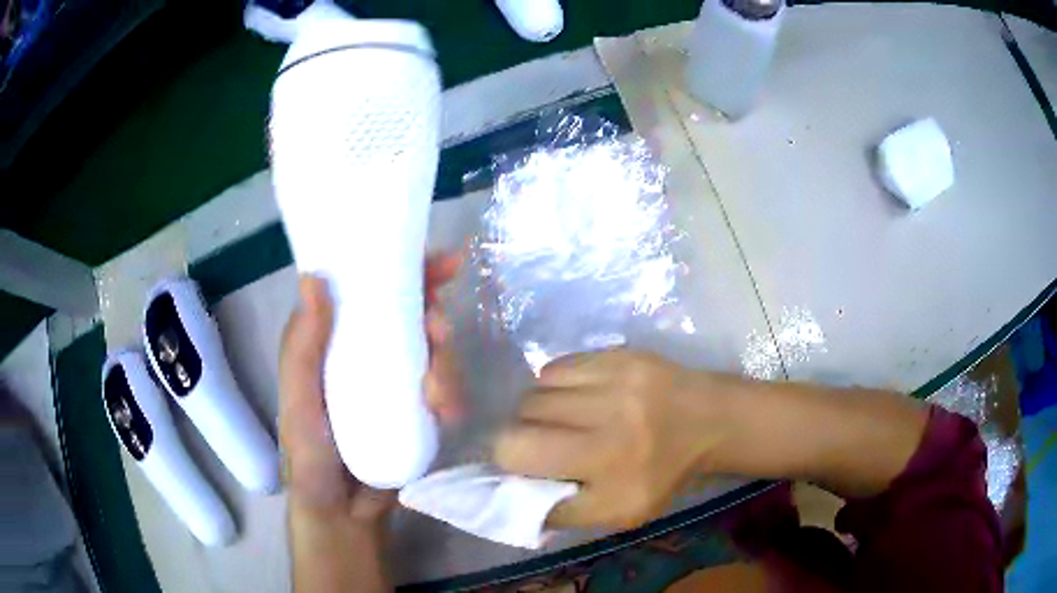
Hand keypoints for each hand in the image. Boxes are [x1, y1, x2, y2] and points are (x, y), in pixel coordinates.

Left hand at [280, 253, 462, 591]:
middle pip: (410, 314)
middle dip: (433, 317)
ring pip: (434, 350)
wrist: (345, 513)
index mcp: (332, 340)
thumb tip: (316, 278)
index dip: (403, 269)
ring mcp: (396, 380)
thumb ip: (302, 349)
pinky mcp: (417, 408)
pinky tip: (448, 414)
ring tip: (439, 399)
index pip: (366, 289)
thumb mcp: (298, 403)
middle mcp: (365, 351)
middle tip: (440, 334)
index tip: (443, 263)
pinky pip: (445, 386)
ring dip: (446, 364)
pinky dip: (453, 393)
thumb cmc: (310, 457)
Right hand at [494, 349, 732, 529]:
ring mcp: (614, 378)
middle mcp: (608, 417)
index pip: (519, 452)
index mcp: (608, 465)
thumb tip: (510, 494)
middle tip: (544, 442)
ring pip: (536, 389)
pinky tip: (575, 397)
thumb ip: (562, 511)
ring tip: (561, 419)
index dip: (509, 458)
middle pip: (523, 416)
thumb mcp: (619, 513)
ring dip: (538, 408)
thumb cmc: (662, 474)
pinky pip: (557, 366)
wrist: (708, 420)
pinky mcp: (616, 353)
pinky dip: (555, 384)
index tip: (523, 464)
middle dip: (523, 432)